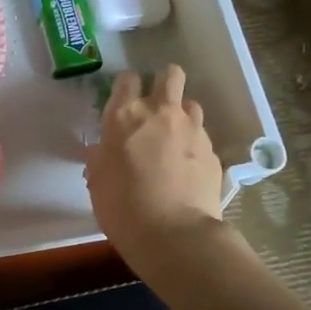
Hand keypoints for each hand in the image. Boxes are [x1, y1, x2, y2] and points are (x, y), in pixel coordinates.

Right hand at [85, 65, 223, 264]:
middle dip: (164, 82)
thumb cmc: (122, 207)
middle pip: (170, 75)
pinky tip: (188, 168)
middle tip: (156, 106)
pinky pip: (202, 137)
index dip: (127, 87)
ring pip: (191, 105)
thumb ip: (101, 158)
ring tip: (175, 139)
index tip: (125, 101)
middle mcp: (161, 113)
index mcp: (125, 116)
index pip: (127, 80)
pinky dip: (194, 146)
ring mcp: (192, 130)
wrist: (173, 234)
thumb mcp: (98, 181)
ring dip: (182, 115)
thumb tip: (104, 151)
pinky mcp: (212, 151)